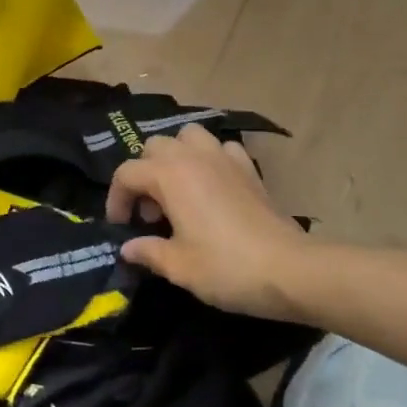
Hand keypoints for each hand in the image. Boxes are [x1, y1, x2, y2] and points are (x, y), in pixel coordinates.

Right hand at [106, 124, 309, 318]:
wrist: (290, 269)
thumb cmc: (226, 267)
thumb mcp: (179, 267)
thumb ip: (148, 252)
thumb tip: (129, 248)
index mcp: (169, 175)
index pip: (126, 174)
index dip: (116, 200)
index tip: (121, 227)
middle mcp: (193, 157)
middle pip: (154, 147)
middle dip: (144, 174)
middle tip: (151, 212)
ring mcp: (224, 158)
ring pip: (188, 136)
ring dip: (176, 156)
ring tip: (178, 189)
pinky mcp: (249, 169)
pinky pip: (222, 149)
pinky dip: (211, 160)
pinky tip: (214, 186)